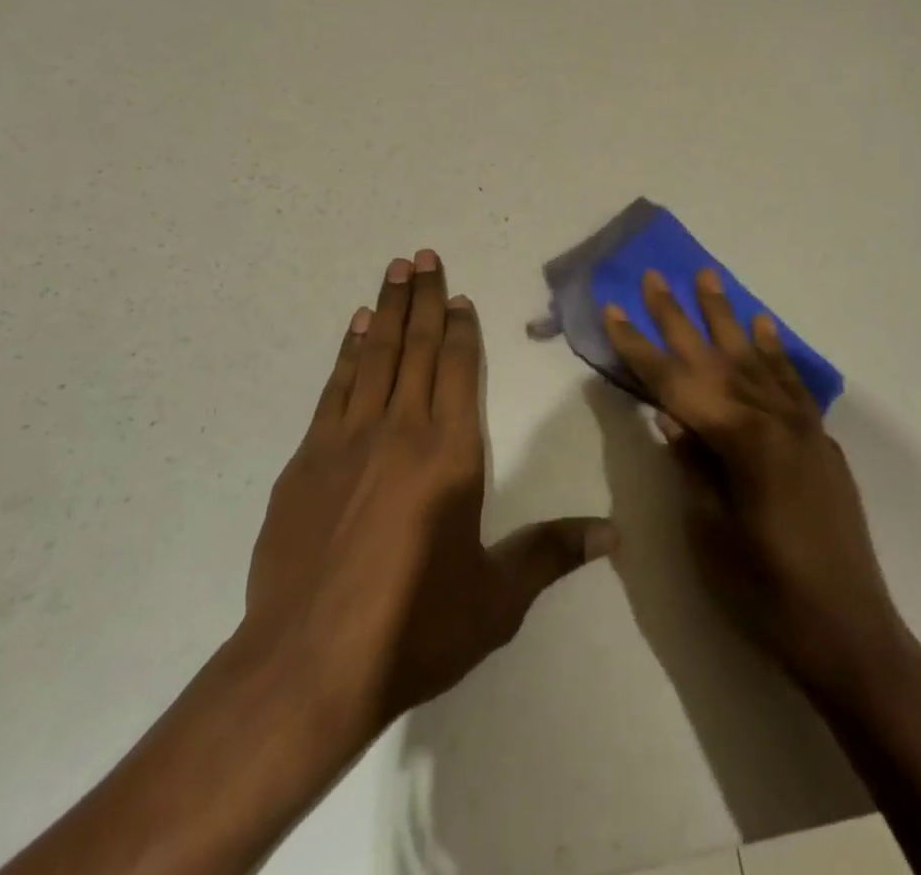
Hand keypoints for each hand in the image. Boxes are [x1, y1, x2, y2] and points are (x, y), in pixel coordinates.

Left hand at [245, 249, 616, 745]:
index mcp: (451, 454)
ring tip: (395, 269)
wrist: (306, 665)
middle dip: (425, 299)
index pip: (459, 371)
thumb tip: (614, 533)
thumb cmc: (413, 629)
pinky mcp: (308, 458)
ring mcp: (348, 439)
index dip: (462, 329)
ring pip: (376, 355)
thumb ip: (551, 554)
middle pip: (418, 348)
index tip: (460, 295)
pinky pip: (336, 386)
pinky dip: (350, 350)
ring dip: (389, 309)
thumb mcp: (496, 600)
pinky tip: (358, 326)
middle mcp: (402, 430)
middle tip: (423, 255)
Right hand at [604, 268, 916, 705]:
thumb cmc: (767, 592)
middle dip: (678, 315)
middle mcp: (772, 418)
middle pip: (713, 357)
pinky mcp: (819, 440)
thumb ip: (692, 463)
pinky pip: (791, 381)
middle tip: (655, 275)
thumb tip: (670, 415)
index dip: (639, 347)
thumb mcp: (710, 532)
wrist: (851, 635)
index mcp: (740, 439)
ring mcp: (801, 425)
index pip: (674, 382)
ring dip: (726, 316)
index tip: (613, 309)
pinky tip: (761, 326)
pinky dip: (773, 350)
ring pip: (753, 357)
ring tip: (708, 277)